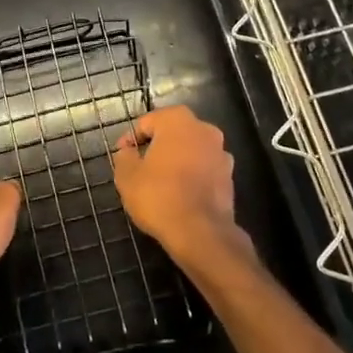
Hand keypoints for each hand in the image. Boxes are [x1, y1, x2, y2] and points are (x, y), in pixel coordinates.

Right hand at [112, 106, 247, 266]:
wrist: (201, 233)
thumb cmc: (159, 196)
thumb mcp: (127, 176)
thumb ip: (124, 156)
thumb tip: (128, 151)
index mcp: (177, 120)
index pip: (147, 122)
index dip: (131, 139)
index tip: (123, 157)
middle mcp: (204, 129)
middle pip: (172, 134)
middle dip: (156, 148)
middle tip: (140, 168)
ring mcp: (221, 153)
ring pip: (190, 152)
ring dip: (176, 162)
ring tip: (160, 184)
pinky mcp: (229, 177)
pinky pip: (204, 170)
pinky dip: (192, 177)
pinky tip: (180, 196)